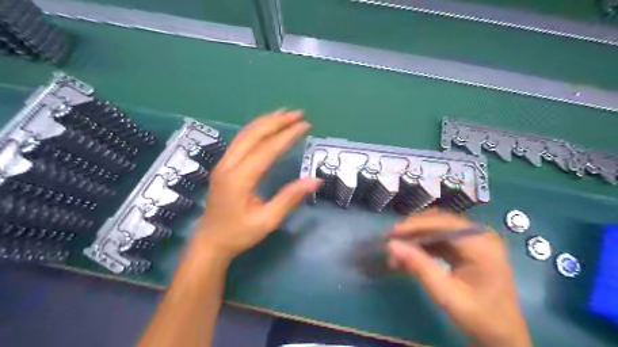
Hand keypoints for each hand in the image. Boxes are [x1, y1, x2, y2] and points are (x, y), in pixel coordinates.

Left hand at [193, 109, 317, 261]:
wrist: (210, 242)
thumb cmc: (239, 234)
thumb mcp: (267, 221)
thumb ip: (290, 198)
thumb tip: (315, 180)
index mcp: (239, 179)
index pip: (267, 150)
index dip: (287, 135)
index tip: (305, 125)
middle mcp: (228, 165)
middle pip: (253, 135)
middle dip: (277, 122)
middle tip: (298, 114)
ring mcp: (223, 163)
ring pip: (245, 134)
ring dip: (265, 122)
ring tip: (284, 114)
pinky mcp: (224, 166)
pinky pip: (240, 141)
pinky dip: (256, 129)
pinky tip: (266, 127)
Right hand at [384, 209, 530, 346]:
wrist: (502, 335)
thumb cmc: (479, 317)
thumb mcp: (447, 294)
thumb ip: (420, 267)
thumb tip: (391, 245)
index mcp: (482, 244)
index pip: (443, 224)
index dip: (415, 225)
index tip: (391, 233)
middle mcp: (479, 235)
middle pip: (438, 222)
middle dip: (412, 231)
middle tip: (391, 241)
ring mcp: (473, 240)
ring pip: (435, 229)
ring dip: (415, 239)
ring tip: (396, 252)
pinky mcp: (466, 247)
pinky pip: (438, 239)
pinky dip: (422, 246)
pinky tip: (408, 257)